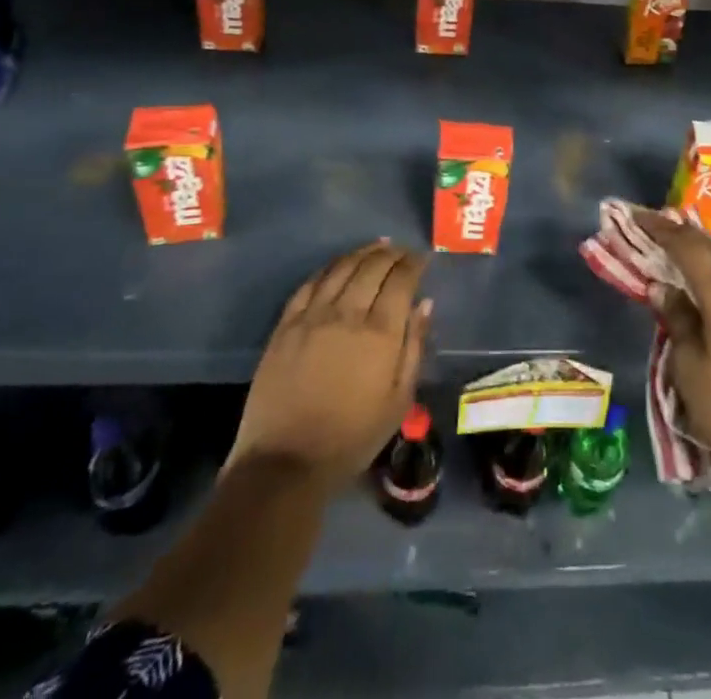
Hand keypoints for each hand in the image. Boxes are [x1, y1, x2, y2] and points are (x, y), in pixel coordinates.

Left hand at [230, 239, 431, 490]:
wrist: (286, 463)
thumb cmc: (352, 437)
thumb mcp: (399, 400)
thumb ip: (414, 346)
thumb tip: (424, 303)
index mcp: (380, 332)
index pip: (401, 279)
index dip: (414, 263)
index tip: (422, 258)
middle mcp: (347, 313)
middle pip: (372, 266)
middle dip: (391, 253)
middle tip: (401, 251)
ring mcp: (313, 316)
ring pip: (341, 267)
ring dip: (361, 253)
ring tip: (375, 247)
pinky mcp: (286, 325)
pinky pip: (310, 283)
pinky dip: (329, 267)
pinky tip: (338, 265)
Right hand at [636, 208, 710, 518]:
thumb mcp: (690, 369)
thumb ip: (677, 320)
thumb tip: (664, 289)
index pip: (687, 245)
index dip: (660, 228)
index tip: (637, 215)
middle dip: (683, 238)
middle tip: (655, 232)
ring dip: (705, 261)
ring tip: (678, 263)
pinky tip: (710, 298)